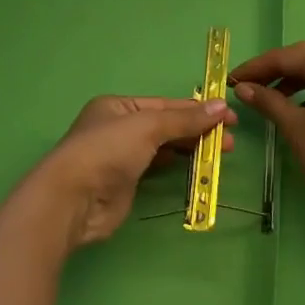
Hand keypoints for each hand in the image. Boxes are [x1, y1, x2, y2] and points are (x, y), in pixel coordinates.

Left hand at [26, 95, 235, 248]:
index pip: (165, 104)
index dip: (197, 109)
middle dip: (198, 130)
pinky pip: (158, 169)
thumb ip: (184, 119)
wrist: (73, 199)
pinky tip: (196, 167)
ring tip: (222, 153)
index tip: (229, 116)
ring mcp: (122, 157)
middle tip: (230, 140)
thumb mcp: (148, 126)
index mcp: (118, 107)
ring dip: (191, 148)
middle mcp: (119, 128)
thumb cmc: (107, 151)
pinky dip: (177, 166)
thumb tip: (221, 106)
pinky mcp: (126, 183)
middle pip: (166, 125)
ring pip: (163, 148)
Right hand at [230, 43, 304, 222]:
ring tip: (269, 98)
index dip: (255, 68)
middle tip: (247, 86)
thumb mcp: (295, 126)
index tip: (231, 80)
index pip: (284, 57)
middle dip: (273, 71)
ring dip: (292, 81)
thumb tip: (243, 88)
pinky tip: (299, 107)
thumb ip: (268, 101)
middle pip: (303, 58)